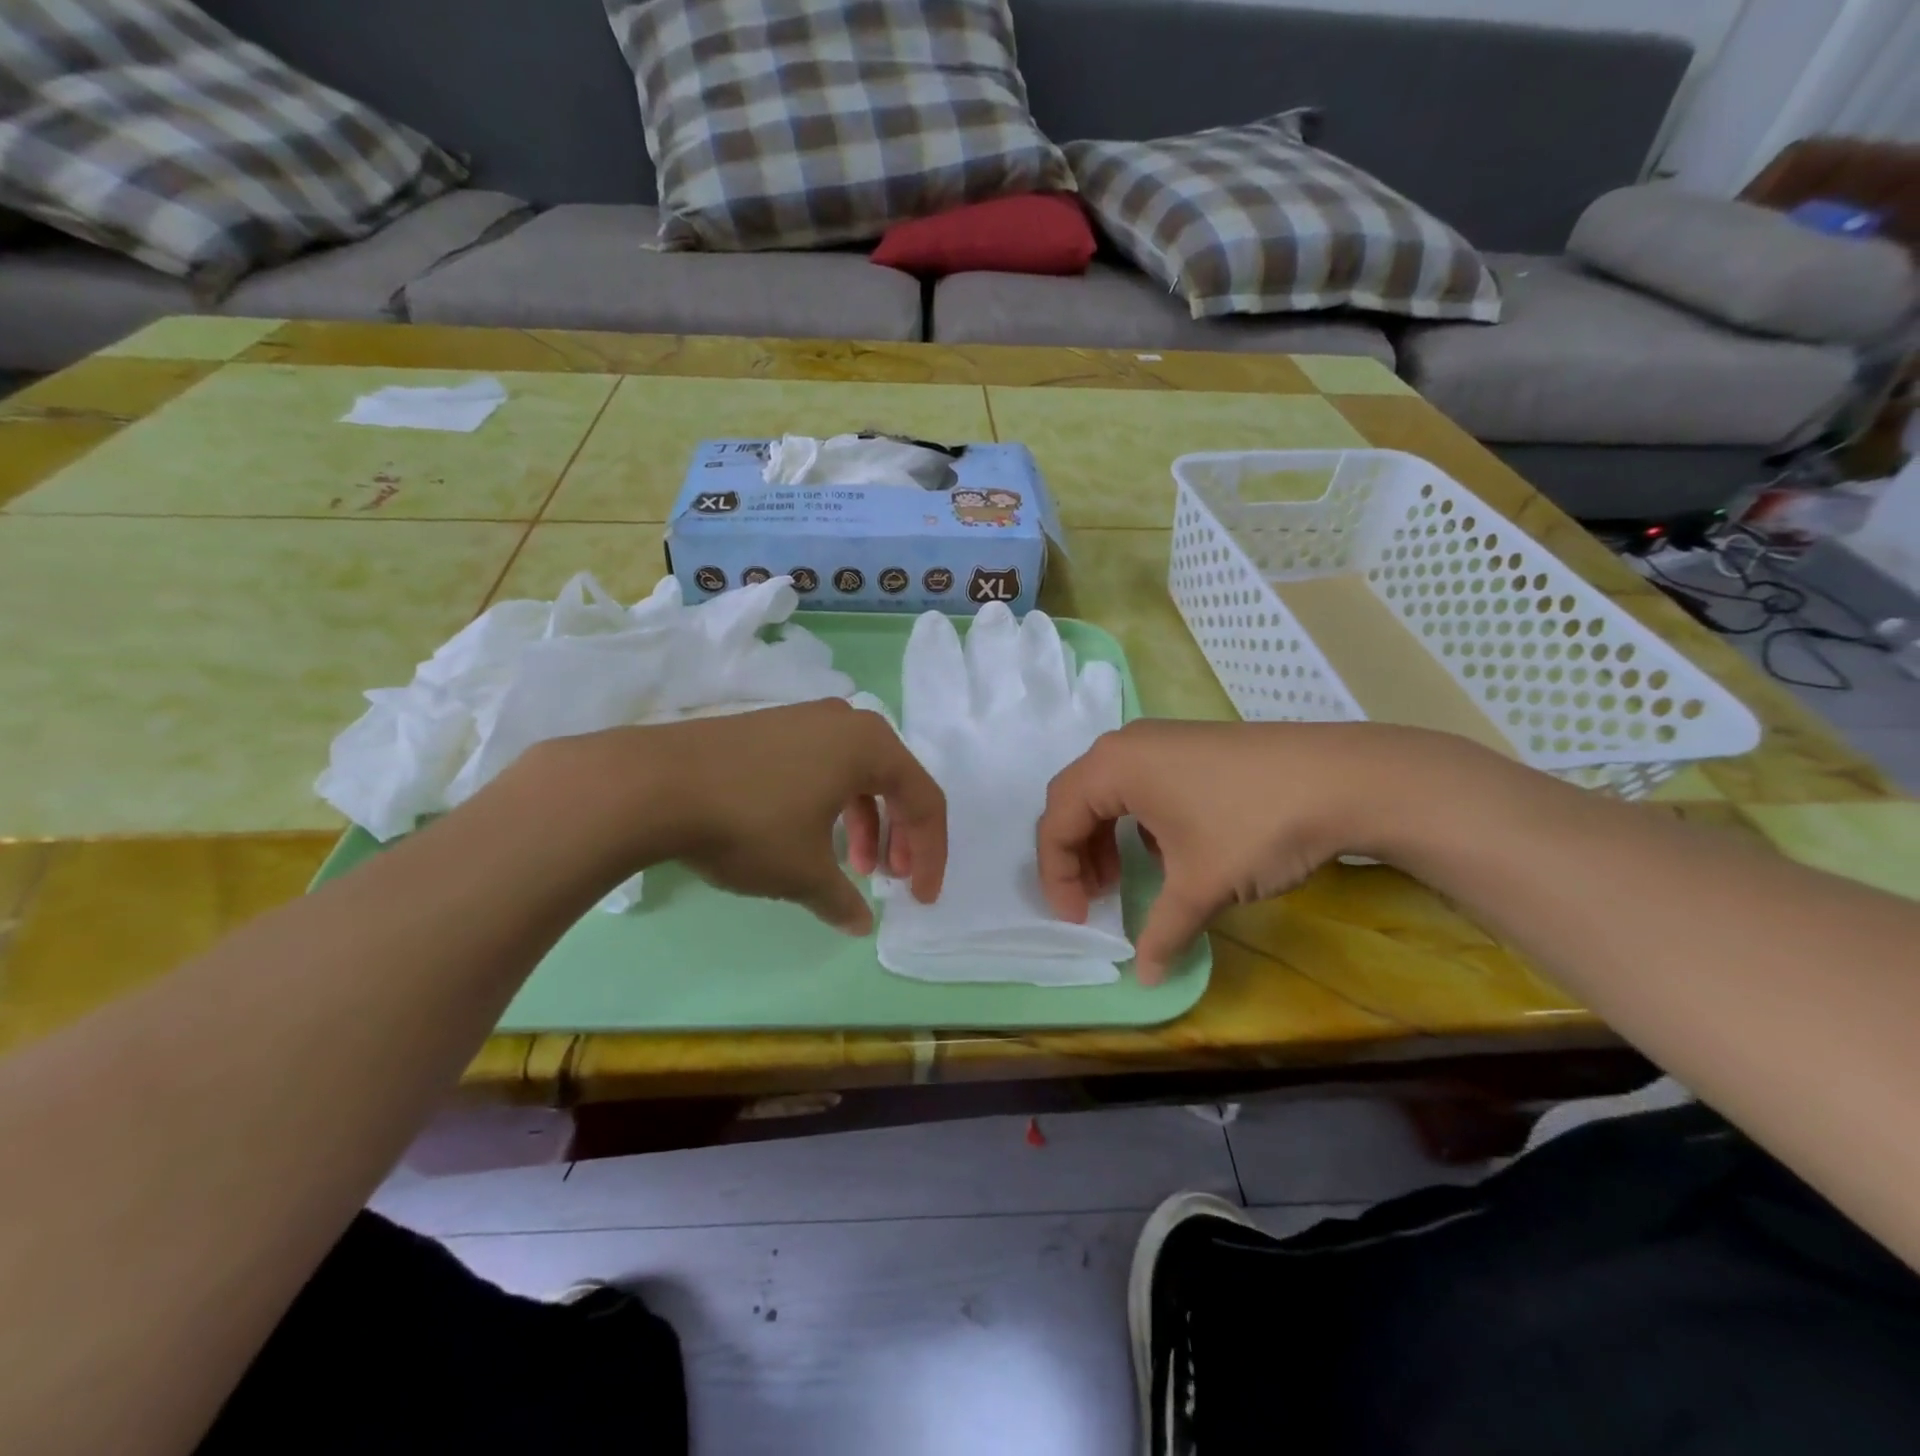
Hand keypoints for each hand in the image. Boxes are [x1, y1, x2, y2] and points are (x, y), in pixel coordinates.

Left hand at [530, 700, 946, 934]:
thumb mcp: (803, 871)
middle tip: (888, 879)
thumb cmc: (750, 823)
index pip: (924, 800)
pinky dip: (829, 806)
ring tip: (849, 867)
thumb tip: (860, 923)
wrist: (652, 784)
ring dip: (863, 823)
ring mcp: (803, 720)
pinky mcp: (768, 729)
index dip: (930, 854)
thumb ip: (842, 899)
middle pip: (894, 782)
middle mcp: (845, 722)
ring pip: (855, 776)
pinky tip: (807, 838)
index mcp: (871, 745)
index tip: (920, 898)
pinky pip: (821, 767)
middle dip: (898, 836)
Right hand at [1036, 721, 1485, 982]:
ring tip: (1122, 879)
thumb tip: (1147, 979)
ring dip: (1104, 838)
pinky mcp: (1192, 745)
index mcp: (1112, 767)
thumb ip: (1161, 932)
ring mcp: (1162, 740)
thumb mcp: (1200, 885)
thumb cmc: (1254, 826)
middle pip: (1075, 800)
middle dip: (1075, 855)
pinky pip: (1140, 783)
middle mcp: (1127, 745)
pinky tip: (1166, 852)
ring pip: (1108, 791)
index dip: (1058, 876)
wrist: (1345, 779)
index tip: (1078, 920)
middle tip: (1093, 899)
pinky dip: (1135, 822)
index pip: (1057, 821)